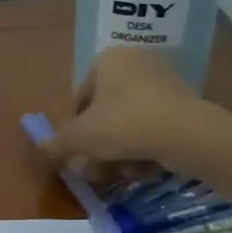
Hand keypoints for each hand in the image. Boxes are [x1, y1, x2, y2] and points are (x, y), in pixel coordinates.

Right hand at [44, 47, 231, 177]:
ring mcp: (163, 80)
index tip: (78, 154)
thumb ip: (58, 142)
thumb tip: (44, 147)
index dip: (74, 131)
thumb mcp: (79, 137)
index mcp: (106, 59)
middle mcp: (135, 62)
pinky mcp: (184, 101)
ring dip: (120, 151)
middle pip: (104, 113)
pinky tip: (144, 168)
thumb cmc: (123, 124)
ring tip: (122, 173)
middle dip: (99, 146)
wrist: (187, 134)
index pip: (79, 99)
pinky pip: (153, 126)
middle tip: (96, 170)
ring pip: (128, 123)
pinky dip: (145, 147)